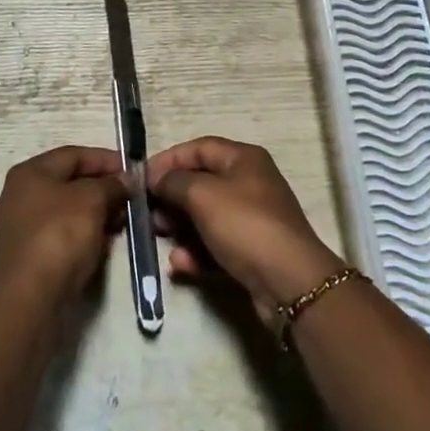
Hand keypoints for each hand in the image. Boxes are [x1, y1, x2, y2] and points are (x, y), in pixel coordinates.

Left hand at [0, 145, 129, 306]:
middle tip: (130, 199)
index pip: (74, 155)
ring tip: (122, 223)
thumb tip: (125, 180)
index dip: (106, 159)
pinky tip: (104, 245)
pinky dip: (84, 235)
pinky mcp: (28, 257)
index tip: (133, 171)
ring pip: (68, 211)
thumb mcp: (93, 200)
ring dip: (97, 214)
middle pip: (70, 183)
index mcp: (29, 173)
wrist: (31, 300)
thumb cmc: (60, 235)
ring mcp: (21, 228)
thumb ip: (112, 184)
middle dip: (103, 189)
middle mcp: (20, 195)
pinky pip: (62, 235)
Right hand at [147, 137, 343, 322]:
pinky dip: (196, 252)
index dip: (168, 160)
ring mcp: (251, 219)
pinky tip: (180, 264)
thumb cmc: (244, 225)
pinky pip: (216, 245)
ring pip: (205, 217)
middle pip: (201, 183)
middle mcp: (249, 183)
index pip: (199, 148)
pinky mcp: (251, 252)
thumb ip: (173, 182)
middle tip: (148, 213)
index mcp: (243, 159)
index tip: (141, 178)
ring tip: (160, 237)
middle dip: (171, 197)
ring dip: (180, 227)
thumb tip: (156, 180)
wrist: (288, 282)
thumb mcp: (202, 195)